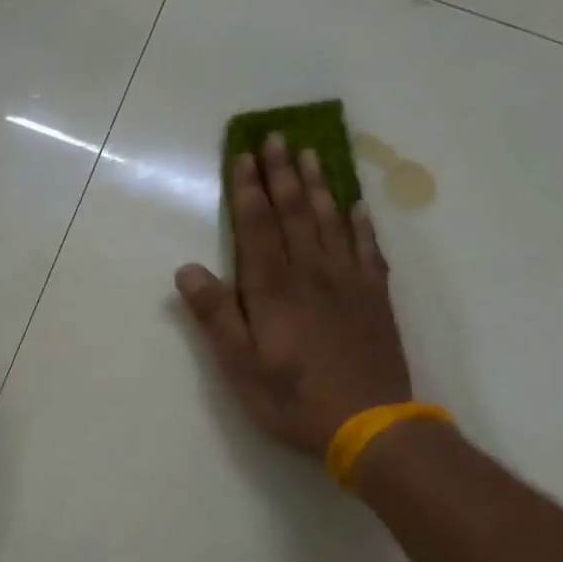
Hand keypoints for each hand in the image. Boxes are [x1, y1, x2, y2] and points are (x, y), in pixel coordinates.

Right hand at [175, 133, 411, 458]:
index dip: (249, 191)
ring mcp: (349, 283)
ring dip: (318, 186)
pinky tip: (355, 206)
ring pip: (331, 222)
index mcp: (274, 291)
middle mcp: (312, 275)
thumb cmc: (294, 401)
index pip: (258, 228)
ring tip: (310, 153)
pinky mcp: (375, 298)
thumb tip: (187, 270)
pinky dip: (359, 223)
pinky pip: (367, 248)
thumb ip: (216, 317)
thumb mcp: (240, 368)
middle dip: (282, 174)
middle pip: (296, 214)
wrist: (371, 425)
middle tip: (277, 136)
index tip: (244, 156)